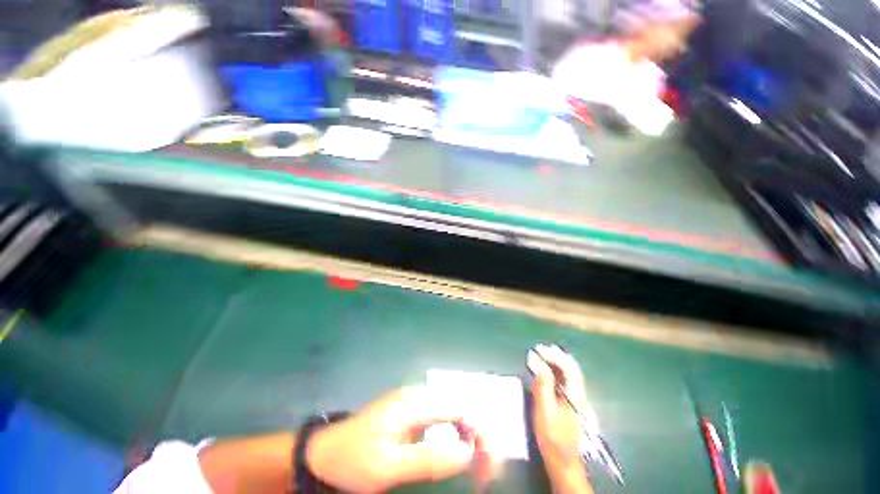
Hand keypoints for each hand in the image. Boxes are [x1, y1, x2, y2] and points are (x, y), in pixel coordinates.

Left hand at [306, 386, 493, 491]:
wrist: (324, 453)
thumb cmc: (352, 459)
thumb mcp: (388, 466)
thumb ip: (427, 458)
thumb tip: (466, 453)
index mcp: (413, 403)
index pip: (459, 409)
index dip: (480, 433)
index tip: (489, 466)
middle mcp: (417, 397)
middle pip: (459, 409)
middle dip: (478, 437)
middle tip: (485, 473)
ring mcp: (413, 405)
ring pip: (452, 414)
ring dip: (468, 438)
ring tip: (475, 468)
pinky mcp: (409, 416)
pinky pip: (440, 421)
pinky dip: (454, 438)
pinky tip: (455, 457)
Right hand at [527, 344, 590, 471]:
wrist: (562, 460)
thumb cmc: (552, 435)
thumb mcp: (545, 410)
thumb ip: (543, 385)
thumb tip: (539, 363)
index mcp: (574, 395)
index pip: (568, 368)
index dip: (554, 356)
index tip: (539, 349)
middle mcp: (578, 394)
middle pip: (570, 369)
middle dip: (556, 356)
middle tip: (541, 348)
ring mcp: (574, 399)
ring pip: (568, 374)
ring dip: (556, 362)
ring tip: (543, 353)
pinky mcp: (569, 403)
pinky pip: (563, 381)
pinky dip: (555, 371)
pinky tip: (547, 369)